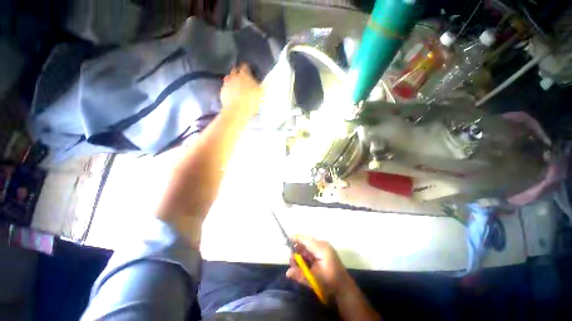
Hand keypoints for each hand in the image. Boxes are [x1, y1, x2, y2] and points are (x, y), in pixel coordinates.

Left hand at [220, 63, 261, 119]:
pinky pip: (226, 88)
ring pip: (229, 78)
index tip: (248, 70)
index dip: (247, 67)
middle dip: (238, 72)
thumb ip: (264, 87)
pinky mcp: (222, 92)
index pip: (245, 66)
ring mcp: (227, 84)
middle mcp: (234, 77)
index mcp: (245, 75)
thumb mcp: (261, 95)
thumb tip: (268, 82)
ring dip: (232, 80)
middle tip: (242, 77)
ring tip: (236, 86)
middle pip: (235, 70)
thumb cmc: (251, 101)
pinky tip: (232, 94)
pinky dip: (228, 89)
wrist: (237, 111)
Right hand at [286, 235, 350, 300]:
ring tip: (297, 266)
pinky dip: (305, 256)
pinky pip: (311, 250)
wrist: (344, 288)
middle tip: (292, 262)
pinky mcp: (323, 252)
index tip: (286, 239)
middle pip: (305, 242)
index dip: (295, 238)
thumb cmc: (330, 282)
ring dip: (300, 254)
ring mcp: (323, 248)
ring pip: (307, 247)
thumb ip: (300, 274)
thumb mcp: (314, 279)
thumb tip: (287, 272)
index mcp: (321, 248)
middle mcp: (322, 244)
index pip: (305, 239)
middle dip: (297, 251)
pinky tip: (304, 264)